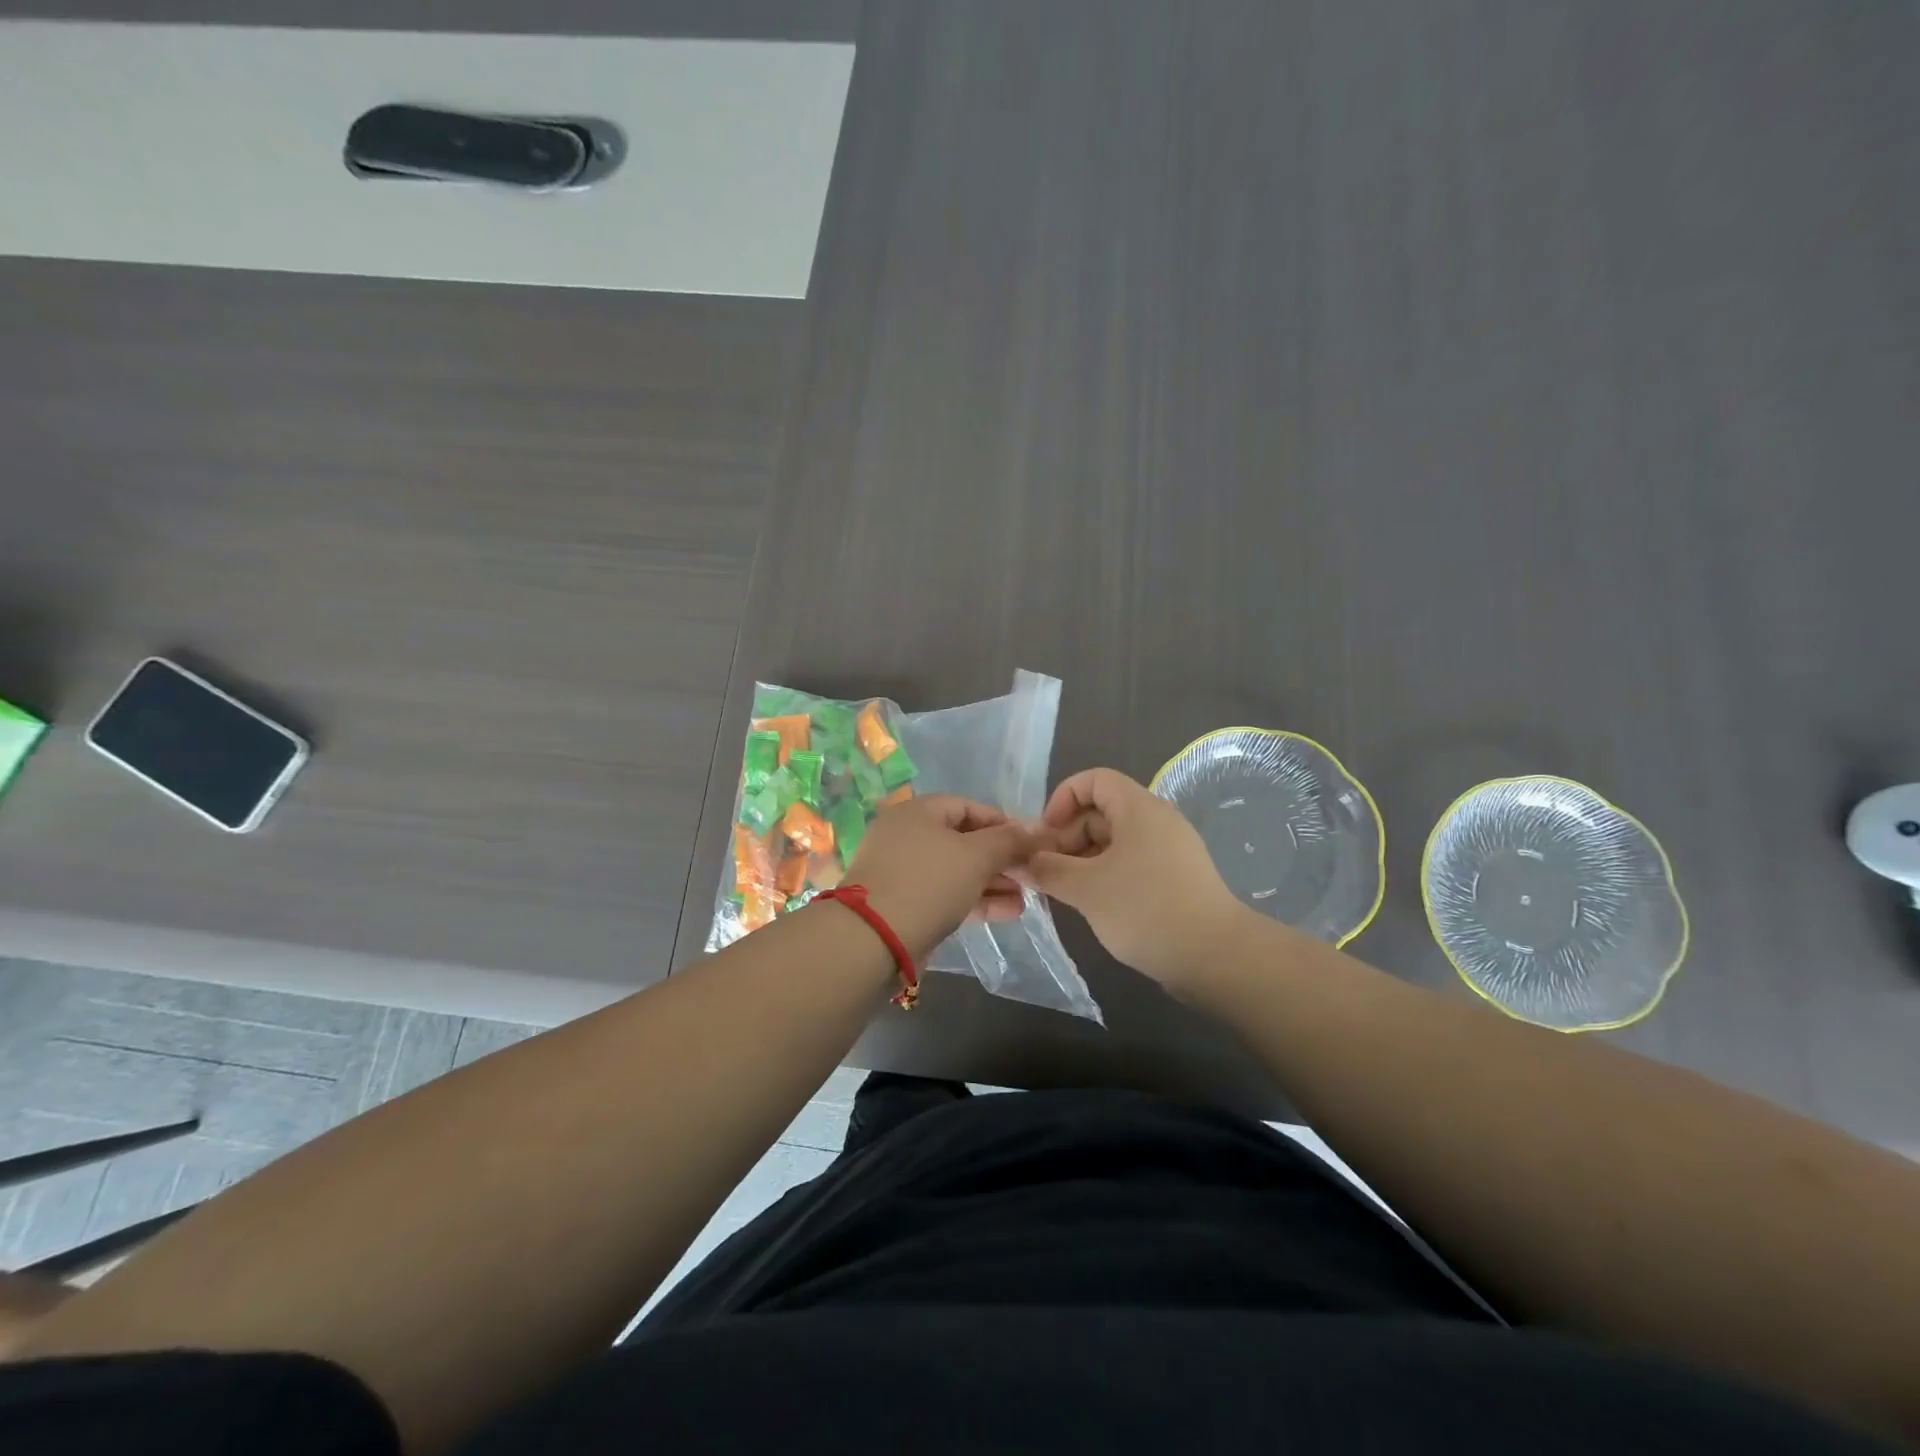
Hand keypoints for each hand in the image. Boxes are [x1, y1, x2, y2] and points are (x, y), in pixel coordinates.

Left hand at [845, 795, 1034, 959]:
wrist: (873, 939)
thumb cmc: (928, 882)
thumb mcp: (976, 856)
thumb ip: (1008, 840)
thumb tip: (1036, 829)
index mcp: (918, 812)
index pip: (968, 806)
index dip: (1003, 822)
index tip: (1031, 843)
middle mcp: (906, 836)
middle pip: (963, 840)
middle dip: (1000, 858)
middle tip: (1030, 874)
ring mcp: (902, 872)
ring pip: (956, 871)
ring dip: (992, 883)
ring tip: (1025, 898)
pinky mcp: (903, 904)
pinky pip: (945, 895)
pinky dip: (974, 900)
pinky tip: (1007, 912)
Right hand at [1024, 767, 1248, 988]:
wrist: (1215, 956)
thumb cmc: (1145, 909)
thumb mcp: (1086, 888)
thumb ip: (1047, 869)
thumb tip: (1020, 861)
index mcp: (1138, 808)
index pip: (1094, 780)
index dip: (1062, 799)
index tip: (1045, 836)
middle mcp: (1156, 820)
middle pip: (1101, 811)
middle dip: (1067, 837)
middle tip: (1047, 873)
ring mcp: (1170, 850)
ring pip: (1114, 841)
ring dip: (1083, 860)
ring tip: (1064, 892)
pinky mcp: (1176, 878)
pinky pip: (1131, 863)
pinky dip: (1106, 875)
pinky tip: (1093, 904)